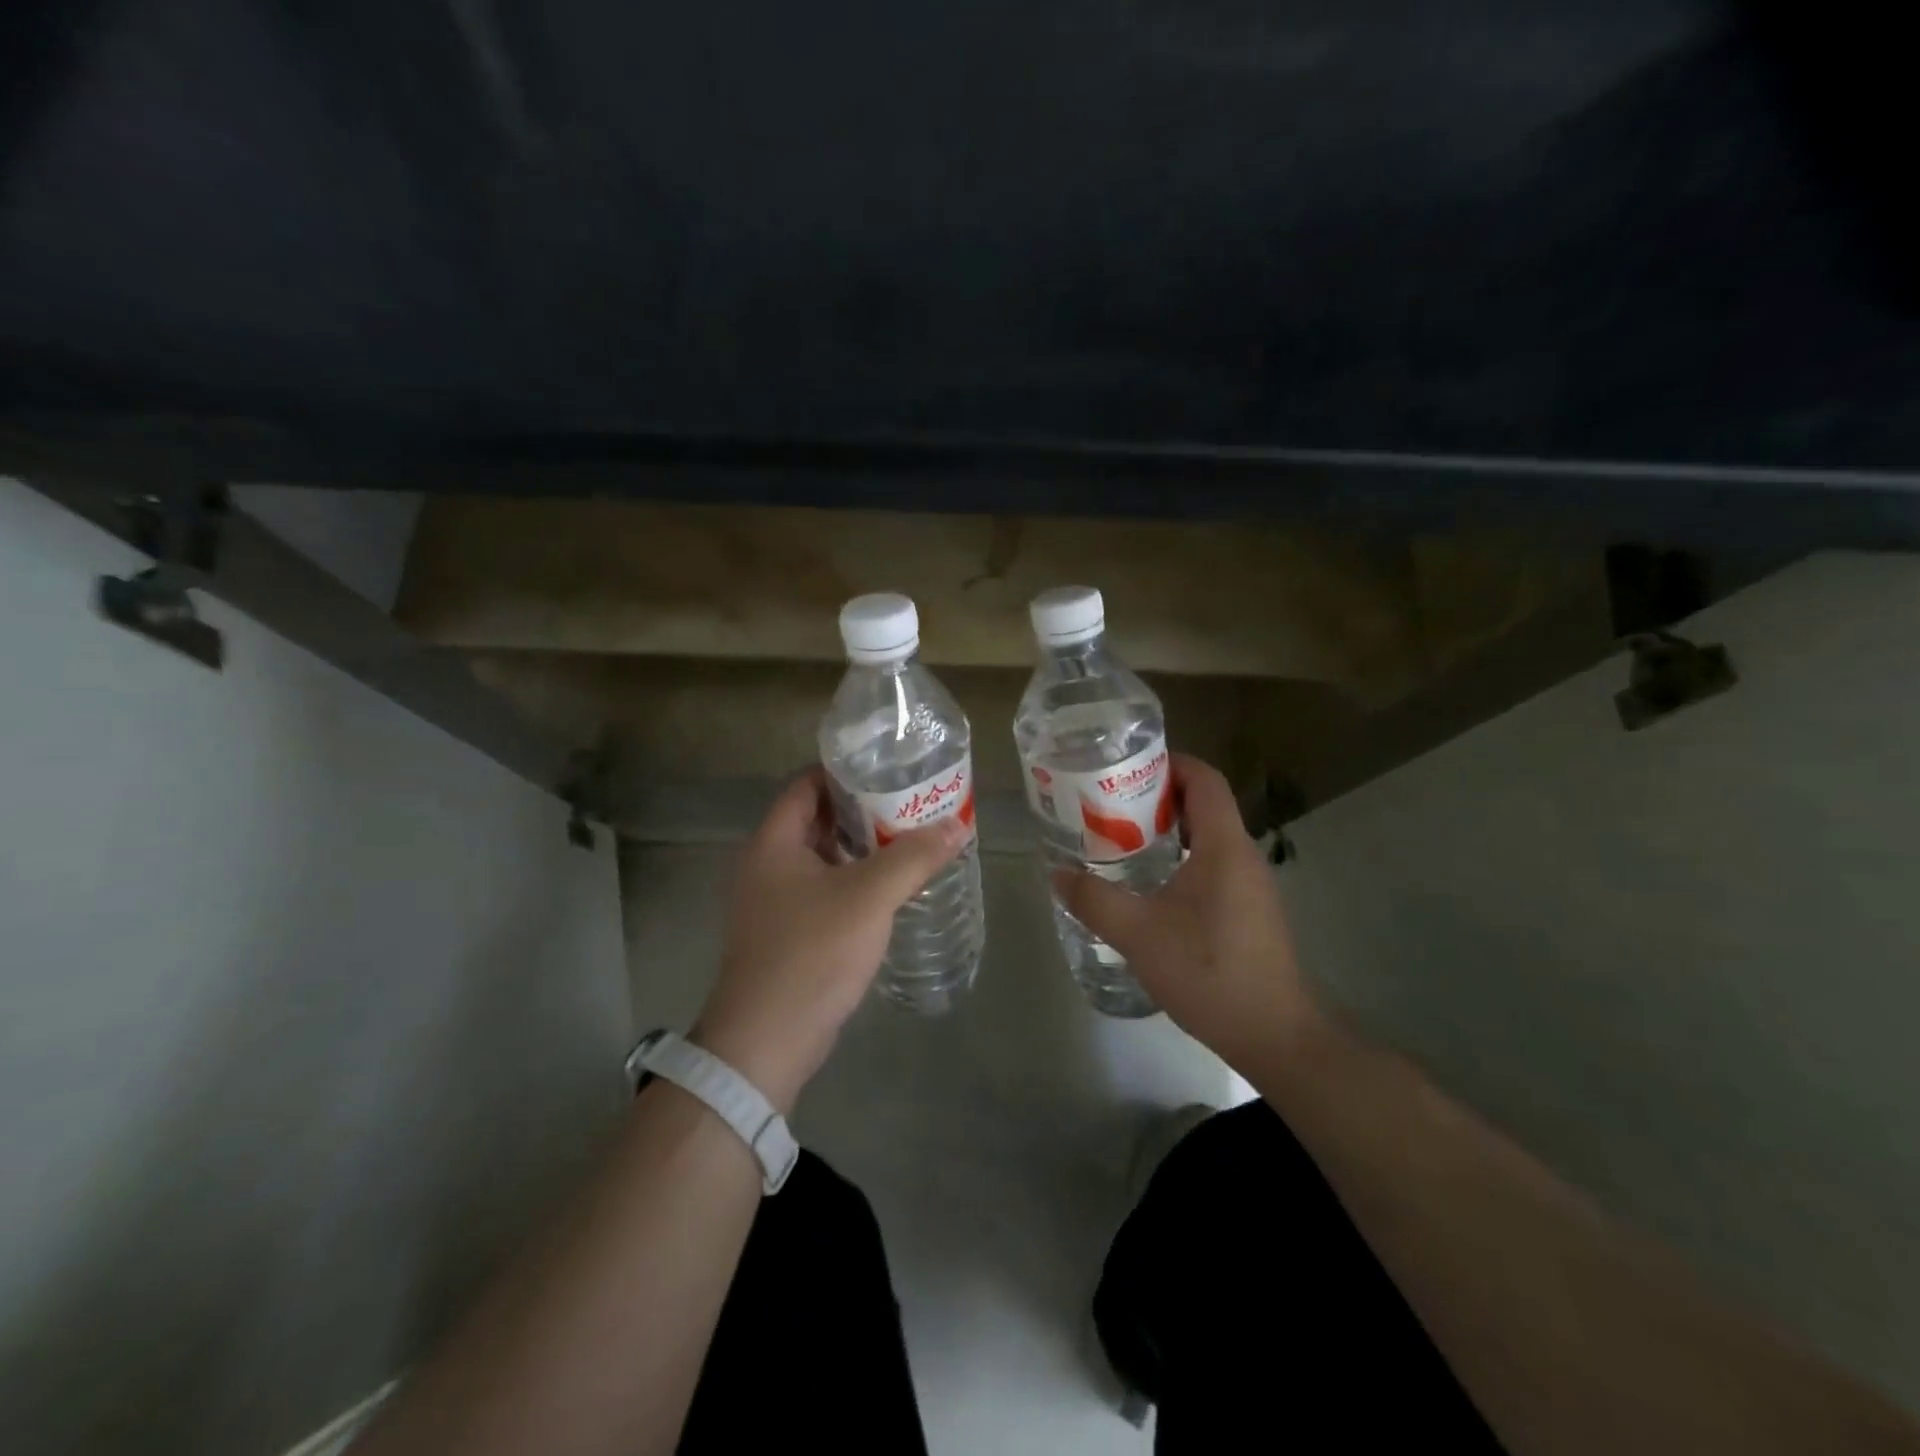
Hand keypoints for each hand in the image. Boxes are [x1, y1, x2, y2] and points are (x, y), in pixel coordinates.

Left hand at [693, 768, 968, 1111]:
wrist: (767, 1040)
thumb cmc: (812, 952)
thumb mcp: (870, 896)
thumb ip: (914, 857)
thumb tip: (957, 826)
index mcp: (773, 843)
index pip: (806, 785)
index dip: (844, 772)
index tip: (888, 768)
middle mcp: (766, 865)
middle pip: (816, 820)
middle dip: (861, 810)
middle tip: (909, 803)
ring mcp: (773, 902)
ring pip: (822, 858)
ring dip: (861, 849)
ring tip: (909, 840)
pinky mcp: (786, 933)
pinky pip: (823, 890)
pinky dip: (853, 881)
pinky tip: (889, 888)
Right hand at [1052, 753, 1323, 1070]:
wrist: (1274, 1035)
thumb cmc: (1209, 971)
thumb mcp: (1139, 934)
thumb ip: (1094, 900)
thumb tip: (1056, 874)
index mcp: (1224, 846)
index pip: (1204, 780)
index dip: (1170, 763)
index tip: (1127, 766)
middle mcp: (1243, 856)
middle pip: (1204, 805)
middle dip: (1157, 797)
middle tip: (1110, 804)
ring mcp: (1250, 886)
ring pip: (1207, 838)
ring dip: (1167, 831)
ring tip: (1121, 840)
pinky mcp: (1249, 912)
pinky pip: (1212, 866)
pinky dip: (1180, 860)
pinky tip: (1149, 887)